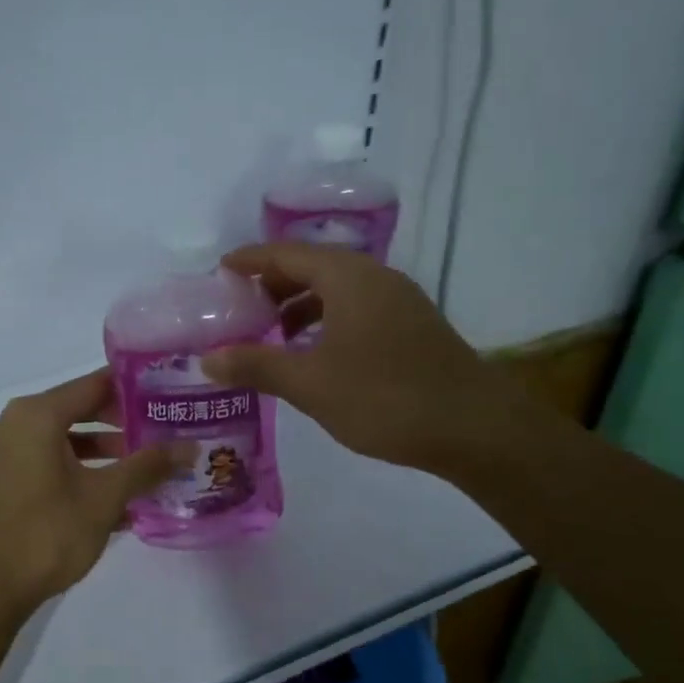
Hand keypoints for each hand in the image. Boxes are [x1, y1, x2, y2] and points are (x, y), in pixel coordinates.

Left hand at [0, 370, 183, 617]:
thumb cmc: (46, 533)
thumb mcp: (104, 498)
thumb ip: (146, 467)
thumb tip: (190, 447)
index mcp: (37, 415)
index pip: (95, 384)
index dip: (135, 388)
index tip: (169, 394)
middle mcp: (15, 423)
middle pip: (79, 408)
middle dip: (122, 422)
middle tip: (164, 430)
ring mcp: (4, 453)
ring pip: (64, 438)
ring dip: (103, 450)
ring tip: (144, 467)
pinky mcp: (1, 480)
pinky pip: (47, 461)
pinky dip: (78, 469)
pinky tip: (112, 496)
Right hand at [201, 243, 530, 474]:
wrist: (475, 428)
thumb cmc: (385, 398)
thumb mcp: (310, 384)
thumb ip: (256, 366)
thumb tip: (208, 360)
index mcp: (347, 277)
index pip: (286, 254)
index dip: (250, 261)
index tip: (219, 271)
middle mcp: (374, 277)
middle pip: (312, 266)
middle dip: (273, 284)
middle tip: (239, 307)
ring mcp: (399, 301)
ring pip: (337, 289)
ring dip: (300, 305)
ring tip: (270, 333)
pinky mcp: (412, 326)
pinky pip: (356, 308)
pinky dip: (326, 320)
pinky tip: (314, 353)